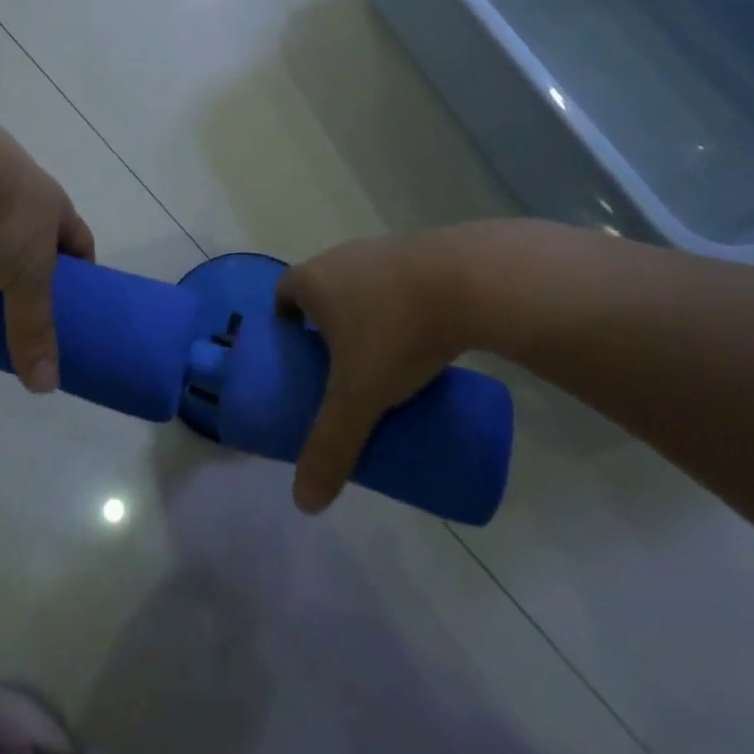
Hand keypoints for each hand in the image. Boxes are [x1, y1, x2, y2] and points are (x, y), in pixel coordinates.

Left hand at [0, 120, 94, 395]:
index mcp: (50, 201)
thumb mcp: (26, 275)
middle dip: (31, 248)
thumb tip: (45, 387)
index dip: (81, 262)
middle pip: (34, 219)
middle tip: (17, 287)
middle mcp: (19, 179)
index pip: (77, 235)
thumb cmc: (4, 214)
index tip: (77, 292)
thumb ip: (35, 327)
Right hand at [274, 230, 476, 513]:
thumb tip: (305, 502)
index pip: (284, 293)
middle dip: (326, 328)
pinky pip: (399, 283)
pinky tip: (422, 337)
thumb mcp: (360, 397)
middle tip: (340, 370)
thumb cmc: (395, 331)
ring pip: (363, 286)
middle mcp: (342, 256)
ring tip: (385, 361)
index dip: (285, 323)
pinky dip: (401, 306)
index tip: (297, 357)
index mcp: (314, 279)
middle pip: (323, 290)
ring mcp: (384, 250)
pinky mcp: (424, 254)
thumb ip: (331, 445)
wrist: (469, 280)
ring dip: (366, 316)